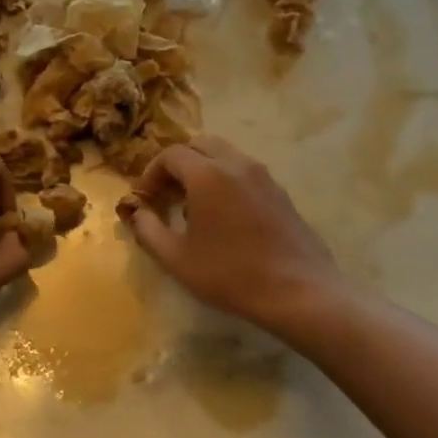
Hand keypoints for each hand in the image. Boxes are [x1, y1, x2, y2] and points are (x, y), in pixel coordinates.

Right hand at [126, 135, 343, 331]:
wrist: (299, 292)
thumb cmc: (231, 275)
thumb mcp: (177, 259)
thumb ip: (148, 230)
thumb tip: (137, 213)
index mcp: (208, 174)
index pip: (170, 155)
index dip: (151, 173)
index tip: (144, 198)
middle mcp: (236, 164)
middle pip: (199, 145)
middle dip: (177, 164)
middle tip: (166, 194)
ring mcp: (263, 176)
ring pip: (224, 155)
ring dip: (202, 170)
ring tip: (193, 205)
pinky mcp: (280, 192)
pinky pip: (244, 172)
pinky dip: (225, 180)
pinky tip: (224, 216)